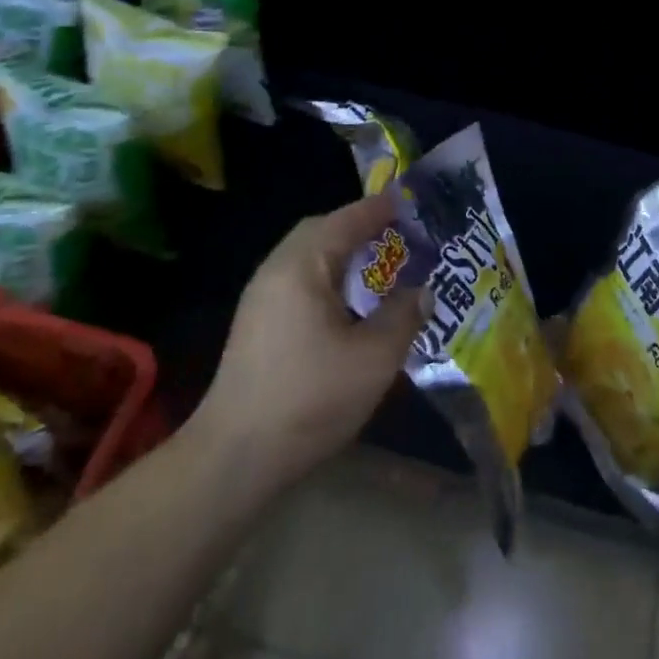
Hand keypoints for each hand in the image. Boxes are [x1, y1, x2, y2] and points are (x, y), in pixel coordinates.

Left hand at [192, 193, 421, 495]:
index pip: (346, 220)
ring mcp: (261, 298)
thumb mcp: (374, 357)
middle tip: (397, 233)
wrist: (235, 457)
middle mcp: (276, 271)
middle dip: (359, 226)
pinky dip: (328, 276)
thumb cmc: (310, 398)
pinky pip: (298, 280)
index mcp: (302, 266)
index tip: (410, 202)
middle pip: (320, 231)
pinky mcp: (256, 324)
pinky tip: (350, 303)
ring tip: (380, 264)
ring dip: (342, 252)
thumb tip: (422, 291)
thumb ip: (404, 316)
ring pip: (307, 257)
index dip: (379, 209)